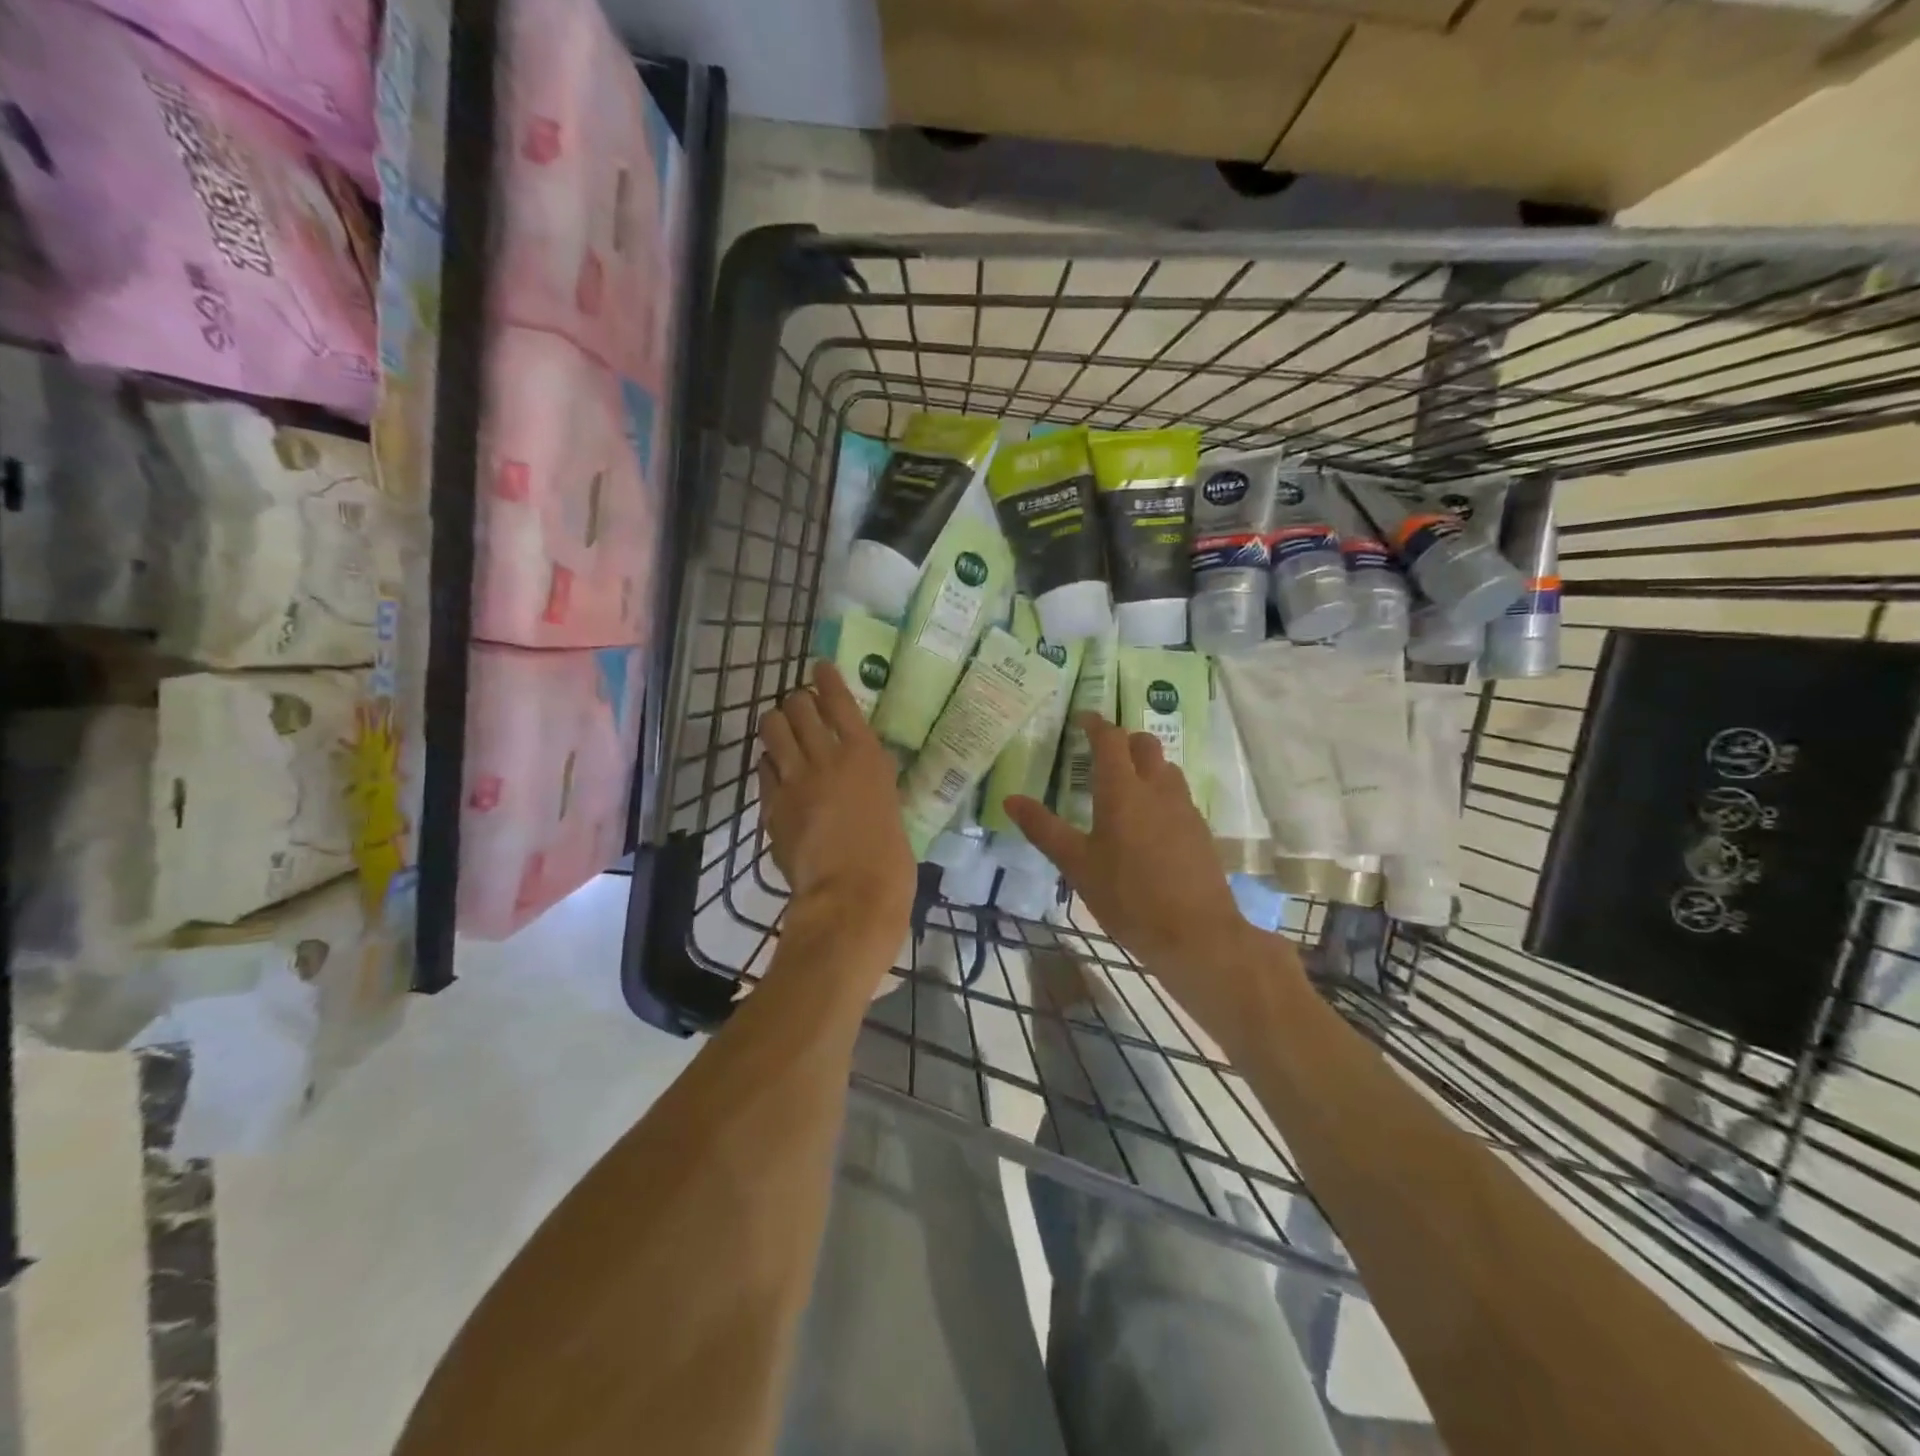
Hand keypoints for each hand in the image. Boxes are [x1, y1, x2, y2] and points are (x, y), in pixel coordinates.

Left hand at [757, 663, 915, 966]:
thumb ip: (874, 777)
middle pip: (798, 707)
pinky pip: (762, 769)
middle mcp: (826, 757)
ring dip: (776, 723)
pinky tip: (775, 769)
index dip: (826, 679)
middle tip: (801, 707)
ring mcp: (794, 781)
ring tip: (782, 730)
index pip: (839, 700)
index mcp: (864, 755)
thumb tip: (864, 763)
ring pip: (772, 729)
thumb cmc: (889, 857)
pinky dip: (769, 763)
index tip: (819, 667)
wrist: (851, 896)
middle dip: (797, 701)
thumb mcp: (891, 803)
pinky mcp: (772, 806)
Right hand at [1006, 715, 1272, 1021]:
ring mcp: (1184, 808)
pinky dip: (1160, 793)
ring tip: (1124, 787)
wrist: (1196, 934)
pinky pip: (1178, 796)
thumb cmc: (1128, 896)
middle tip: (1101, 753)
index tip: (1082, 719)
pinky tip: (1148, 824)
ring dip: (1145, 765)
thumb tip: (1010, 799)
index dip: (1095, 723)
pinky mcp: (1200, 830)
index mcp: (1123, 790)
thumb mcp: (1077, 865)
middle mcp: (1157, 789)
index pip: (1110, 739)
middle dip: (1123, 740)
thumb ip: (1043, 829)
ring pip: (1165, 769)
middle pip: (1144, 744)